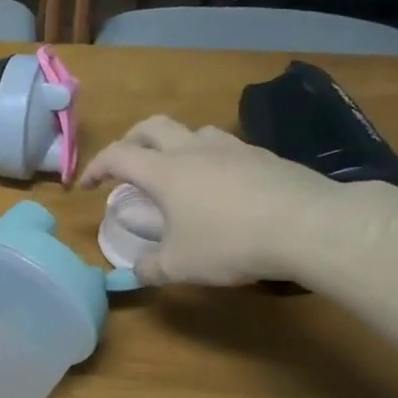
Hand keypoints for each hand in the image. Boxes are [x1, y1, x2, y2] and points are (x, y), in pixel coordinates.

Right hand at [79, 116, 346, 285]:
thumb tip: (135, 271)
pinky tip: (224, 186)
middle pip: (152, 126)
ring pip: (193, 131)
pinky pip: (227, 148)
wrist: (310, 225)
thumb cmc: (231, 242)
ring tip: (178, 171)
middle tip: (127, 163)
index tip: (86, 185)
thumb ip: (151, 268)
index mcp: (164, 171)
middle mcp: (193, 150)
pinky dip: (213, 160)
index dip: (96, 167)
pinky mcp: (265, 156)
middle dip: (131, 140)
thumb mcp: (182, 265)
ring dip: (175, 144)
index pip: (117, 156)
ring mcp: (233, 148)